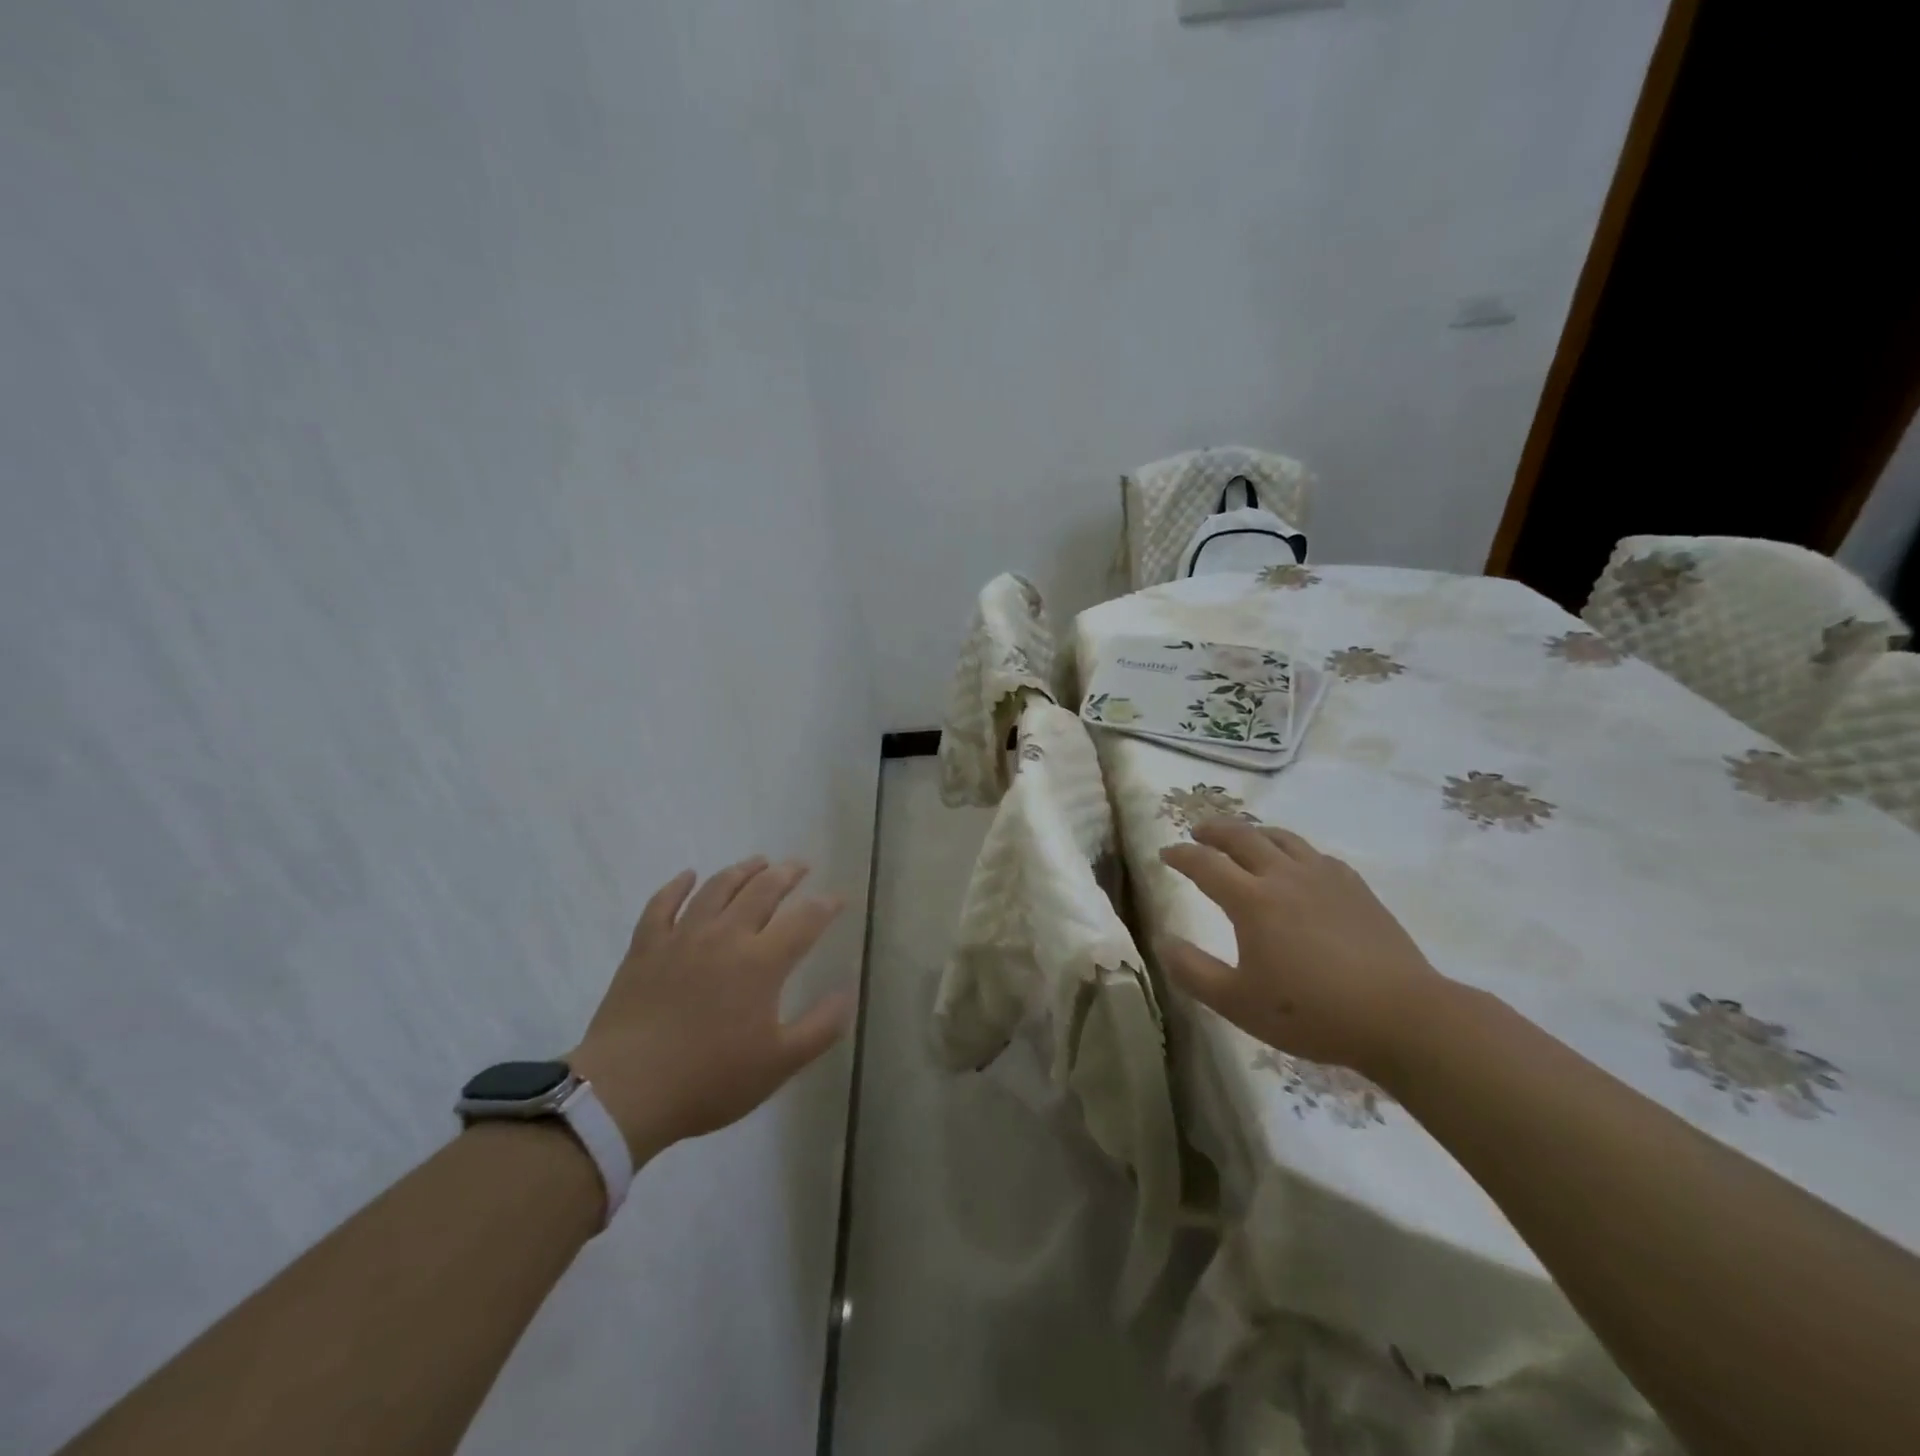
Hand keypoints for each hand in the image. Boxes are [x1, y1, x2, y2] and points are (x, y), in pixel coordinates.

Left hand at [569, 857, 852, 1161]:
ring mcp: (682, 937)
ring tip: (758, 862)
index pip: (804, 920)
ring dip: (742, 870)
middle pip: (762, 891)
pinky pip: (662, 904)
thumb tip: (847, 993)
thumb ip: (820, 1027)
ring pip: (717, 888)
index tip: (838, 898)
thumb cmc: (709, 1079)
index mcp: (762, 962)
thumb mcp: (779, 1064)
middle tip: (800, 865)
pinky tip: (688, 876)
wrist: (625, 1091)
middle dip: (786, 874)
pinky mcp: (646, 947)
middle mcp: (726, 936)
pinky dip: (677, 885)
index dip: (826, 905)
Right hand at [1157, 819, 1446, 1080]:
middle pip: (1242, 836)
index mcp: (1252, 900)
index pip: (1205, 864)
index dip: (1181, 855)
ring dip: (1254, 832)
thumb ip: (1193, 971)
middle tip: (1198, 831)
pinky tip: (1297, 865)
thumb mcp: (1238, 1004)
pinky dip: (1293, 850)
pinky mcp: (1355, 888)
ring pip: (1281, 838)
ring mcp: (1324, 877)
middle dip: (1214, 830)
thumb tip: (1162, 942)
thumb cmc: (1312, 1012)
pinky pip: (1315, 854)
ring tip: (1243, 839)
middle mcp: (1284, 876)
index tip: (1166, 853)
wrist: (1401, 1016)